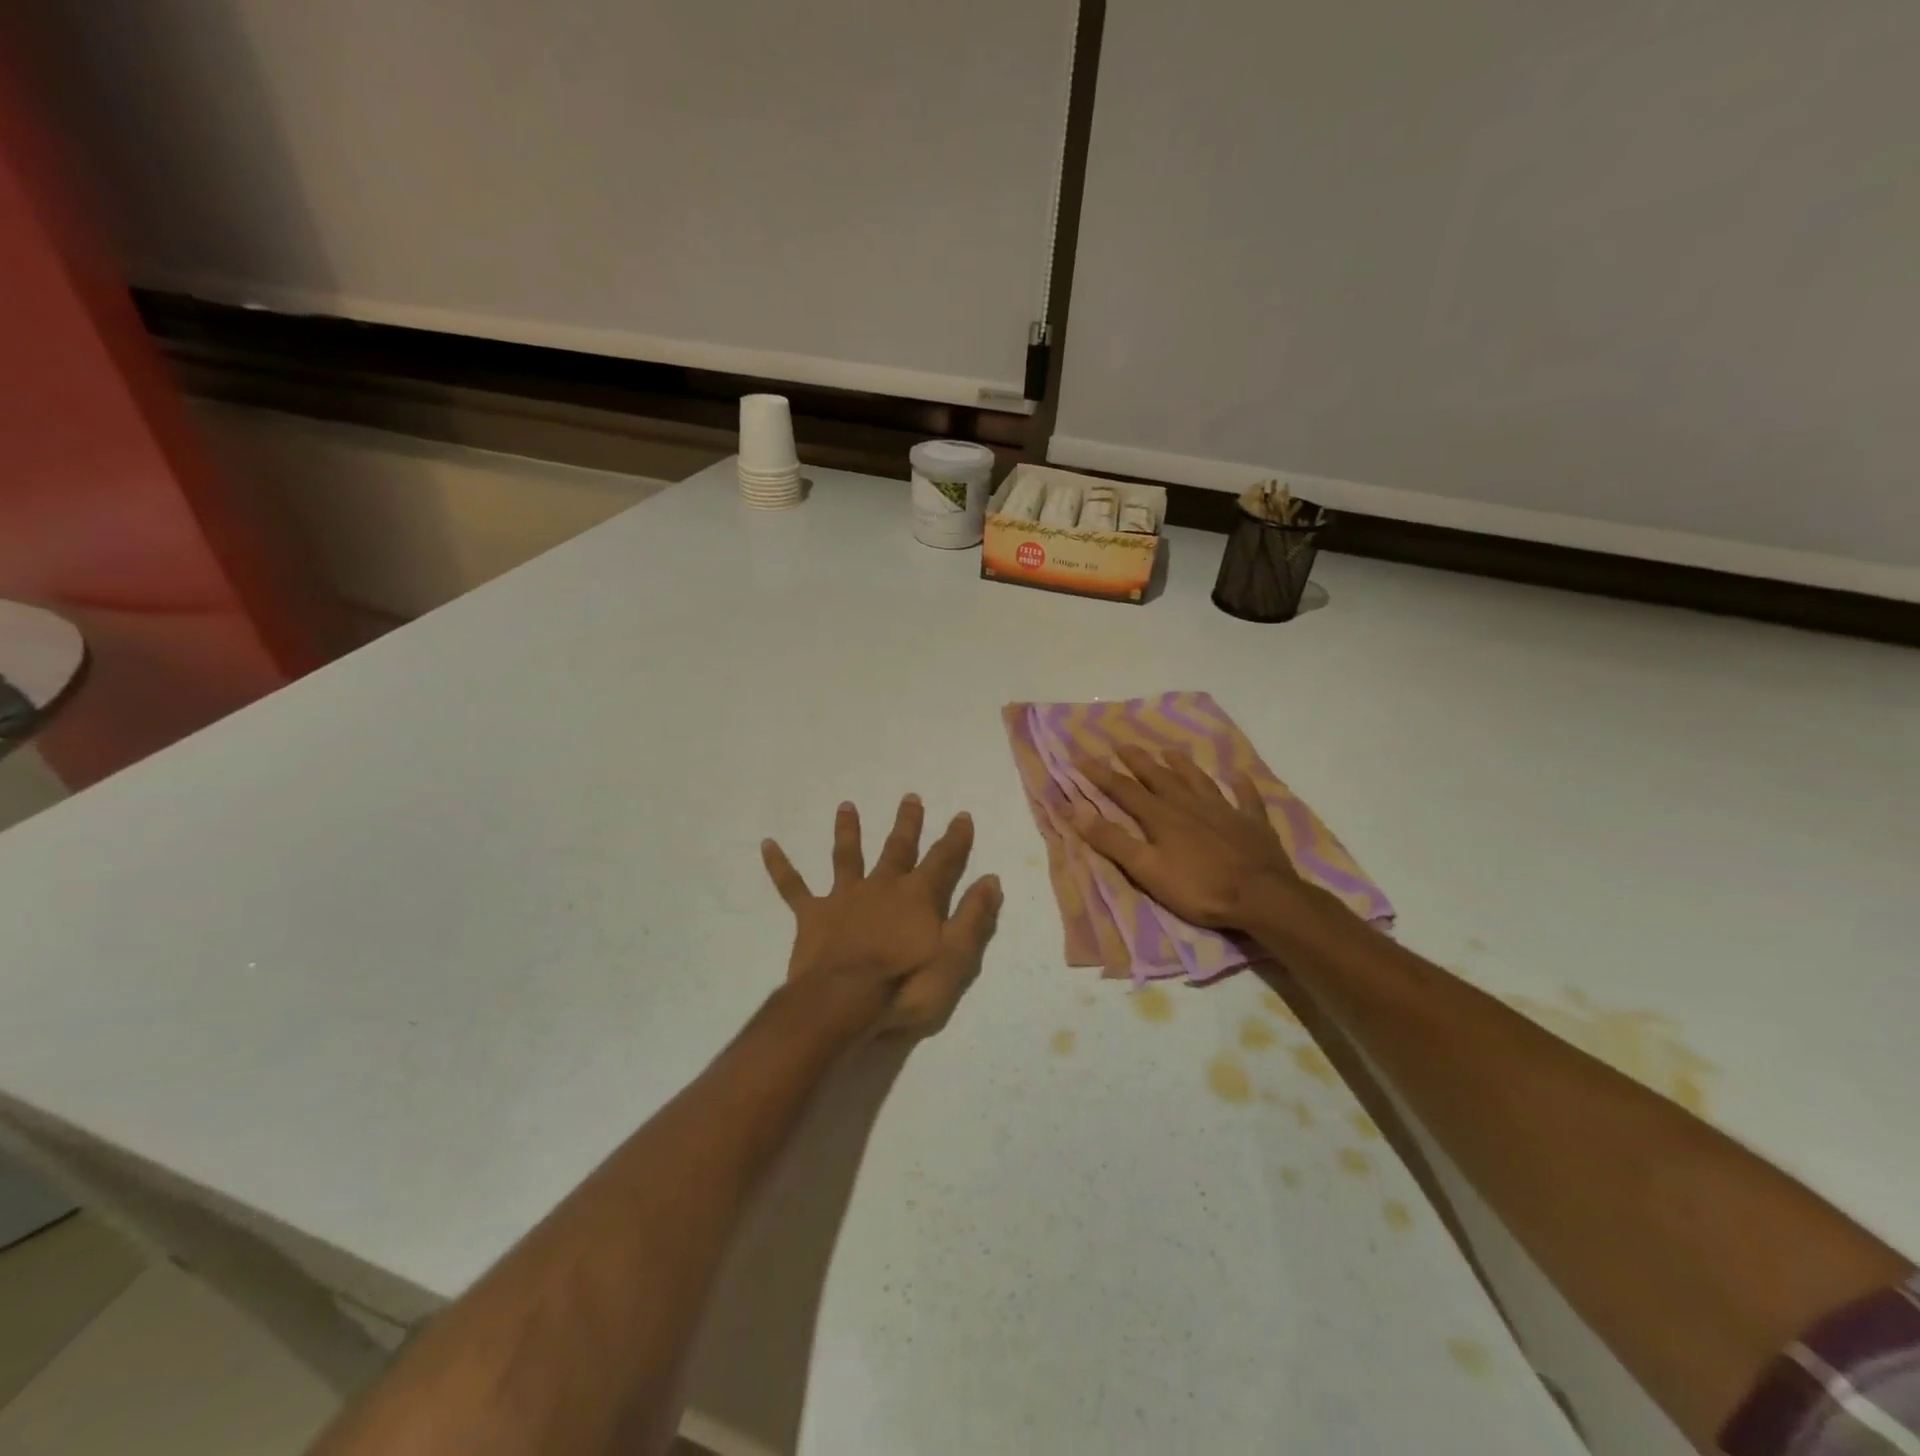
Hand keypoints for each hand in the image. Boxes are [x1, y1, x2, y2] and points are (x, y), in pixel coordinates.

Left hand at [762, 796, 1001, 1037]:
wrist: (843, 1004)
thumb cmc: (905, 986)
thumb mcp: (955, 959)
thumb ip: (974, 917)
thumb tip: (991, 879)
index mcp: (917, 897)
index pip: (943, 860)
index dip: (955, 838)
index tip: (962, 815)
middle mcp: (882, 887)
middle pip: (897, 848)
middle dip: (906, 823)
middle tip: (910, 797)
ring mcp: (844, 898)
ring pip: (847, 856)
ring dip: (847, 830)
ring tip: (846, 806)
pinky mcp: (813, 916)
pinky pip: (793, 887)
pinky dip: (780, 866)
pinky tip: (767, 845)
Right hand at [1072, 746, 1300, 929]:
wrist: (1261, 896)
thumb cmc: (1199, 888)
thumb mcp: (1147, 870)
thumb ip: (1113, 840)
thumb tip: (1077, 810)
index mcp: (1161, 817)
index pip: (1124, 790)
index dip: (1101, 774)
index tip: (1081, 757)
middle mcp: (1189, 805)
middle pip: (1159, 777)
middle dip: (1138, 761)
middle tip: (1123, 745)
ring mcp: (1224, 811)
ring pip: (1198, 781)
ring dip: (1183, 765)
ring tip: (1170, 751)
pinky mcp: (1252, 823)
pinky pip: (1246, 798)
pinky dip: (1241, 786)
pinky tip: (1238, 775)